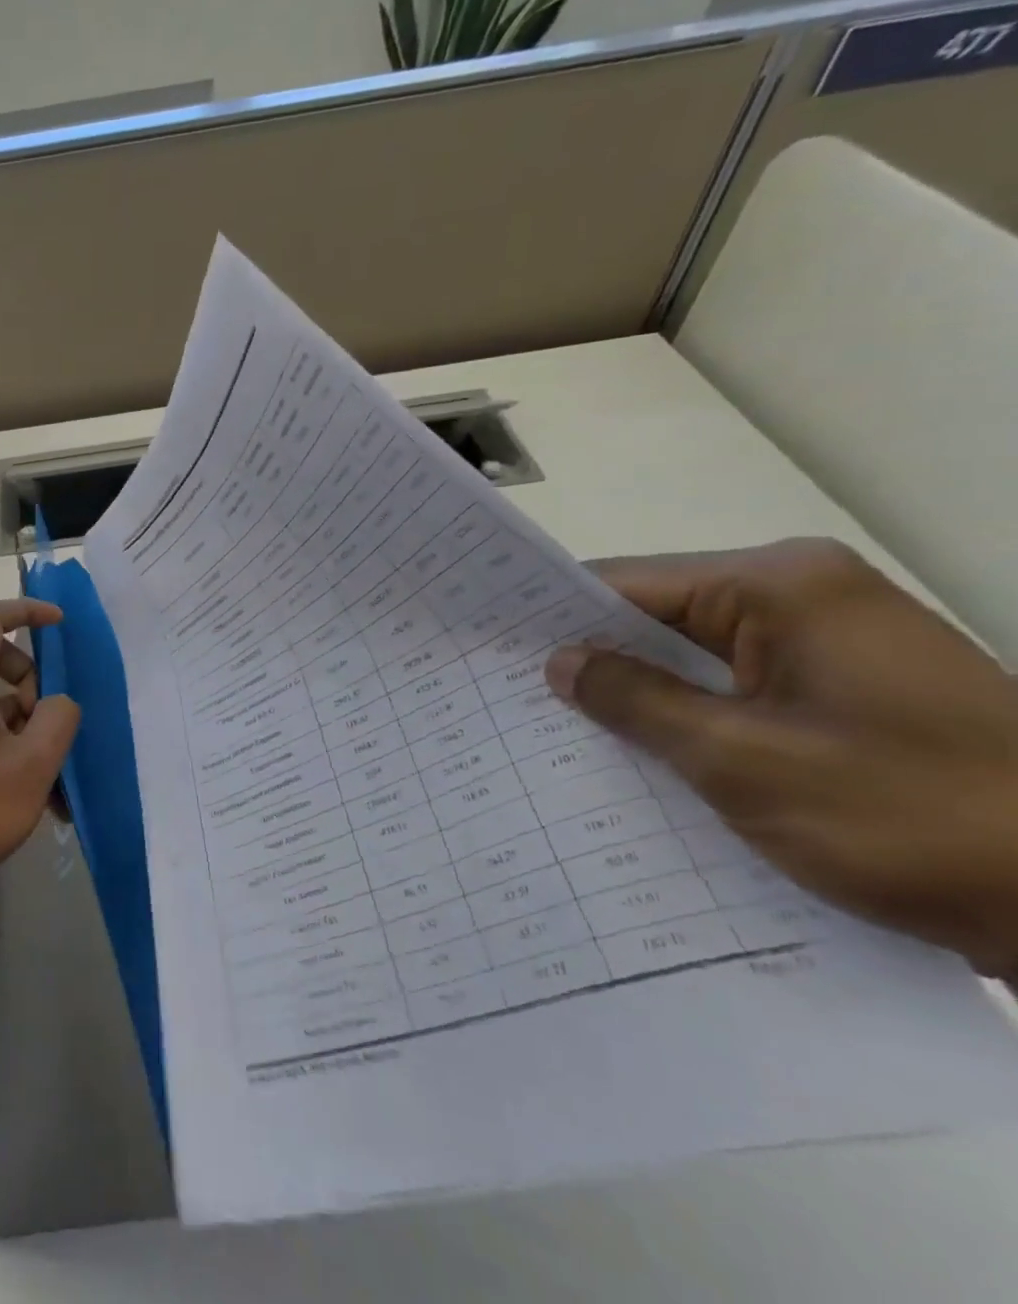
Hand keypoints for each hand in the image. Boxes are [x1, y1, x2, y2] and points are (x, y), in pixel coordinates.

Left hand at [0, 598, 80, 918]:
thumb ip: (58, 715)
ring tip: (50, 775)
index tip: (60, 624)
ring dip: (25, 721)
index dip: (27, 611)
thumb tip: (55, 704)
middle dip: (32, 682)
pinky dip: (8, 742)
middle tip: (48, 726)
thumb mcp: (36, 761)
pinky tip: (34, 790)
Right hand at [545, 539, 1017, 975]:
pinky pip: (733, 689)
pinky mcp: (846, 691)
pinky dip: (686, 716)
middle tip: (507, 696)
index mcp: (781, 587)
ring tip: (556, 728)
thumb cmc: (914, 818)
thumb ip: (636, 701)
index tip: (487, 649)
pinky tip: (639, 752)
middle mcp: (805, 598)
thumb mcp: (742, 761)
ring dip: (638, 694)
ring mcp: (832, 645)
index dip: (551, 616)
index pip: (625, 584)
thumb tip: (559, 663)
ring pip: (693, 658)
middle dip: (590, 659)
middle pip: (657, 617)